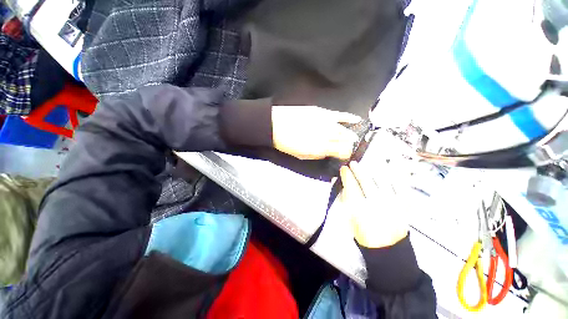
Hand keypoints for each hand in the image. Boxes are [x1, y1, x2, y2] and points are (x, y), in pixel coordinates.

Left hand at [272, 106, 360, 159]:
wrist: (274, 124)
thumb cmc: (286, 143)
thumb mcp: (302, 155)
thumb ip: (318, 155)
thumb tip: (330, 153)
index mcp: (321, 148)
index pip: (342, 151)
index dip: (346, 154)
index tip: (344, 154)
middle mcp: (326, 135)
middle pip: (346, 140)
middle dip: (349, 144)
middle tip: (348, 145)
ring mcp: (325, 121)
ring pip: (344, 128)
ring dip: (350, 133)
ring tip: (354, 136)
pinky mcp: (321, 111)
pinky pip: (339, 115)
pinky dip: (349, 117)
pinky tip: (356, 119)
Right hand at [340, 161, 407, 247]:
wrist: (388, 249)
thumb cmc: (364, 235)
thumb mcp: (349, 219)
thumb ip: (346, 200)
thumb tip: (341, 183)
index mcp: (360, 209)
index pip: (351, 186)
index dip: (347, 175)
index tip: (344, 169)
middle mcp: (376, 204)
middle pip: (366, 181)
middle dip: (358, 170)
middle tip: (353, 163)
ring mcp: (392, 204)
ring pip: (383, 181)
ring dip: (374, 170)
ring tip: (369, 164)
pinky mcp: (404, 206)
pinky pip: (400, 187)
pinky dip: (394, 177)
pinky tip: (390, 170)